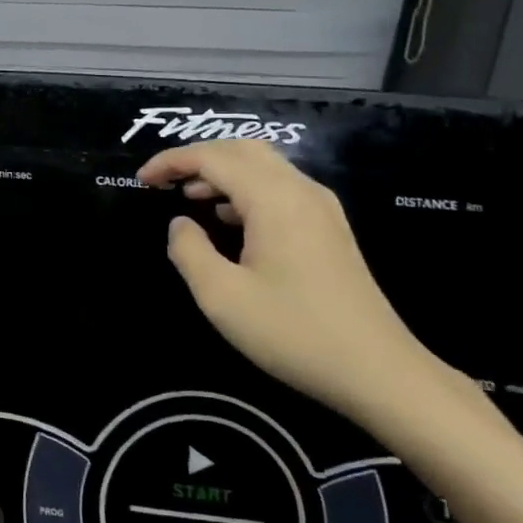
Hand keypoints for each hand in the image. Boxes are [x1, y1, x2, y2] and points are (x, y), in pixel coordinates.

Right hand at [138, 141, 453, 426]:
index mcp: (274, 199)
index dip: (172, 162)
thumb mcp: (222, 297)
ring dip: (221, 172)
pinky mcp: (329, 229)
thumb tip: (180, 224)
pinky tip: (227, 219)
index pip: (213, 157)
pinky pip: (279, 188)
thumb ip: (189, 251)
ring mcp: (321, 208)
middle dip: (197, 157)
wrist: (380, 372)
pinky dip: (244, 189)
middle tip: (163, 180)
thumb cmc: (295, 333)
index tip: (141, 180)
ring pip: (263, 166)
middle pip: (241, 150)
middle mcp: (301, 191)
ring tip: (188, 196)